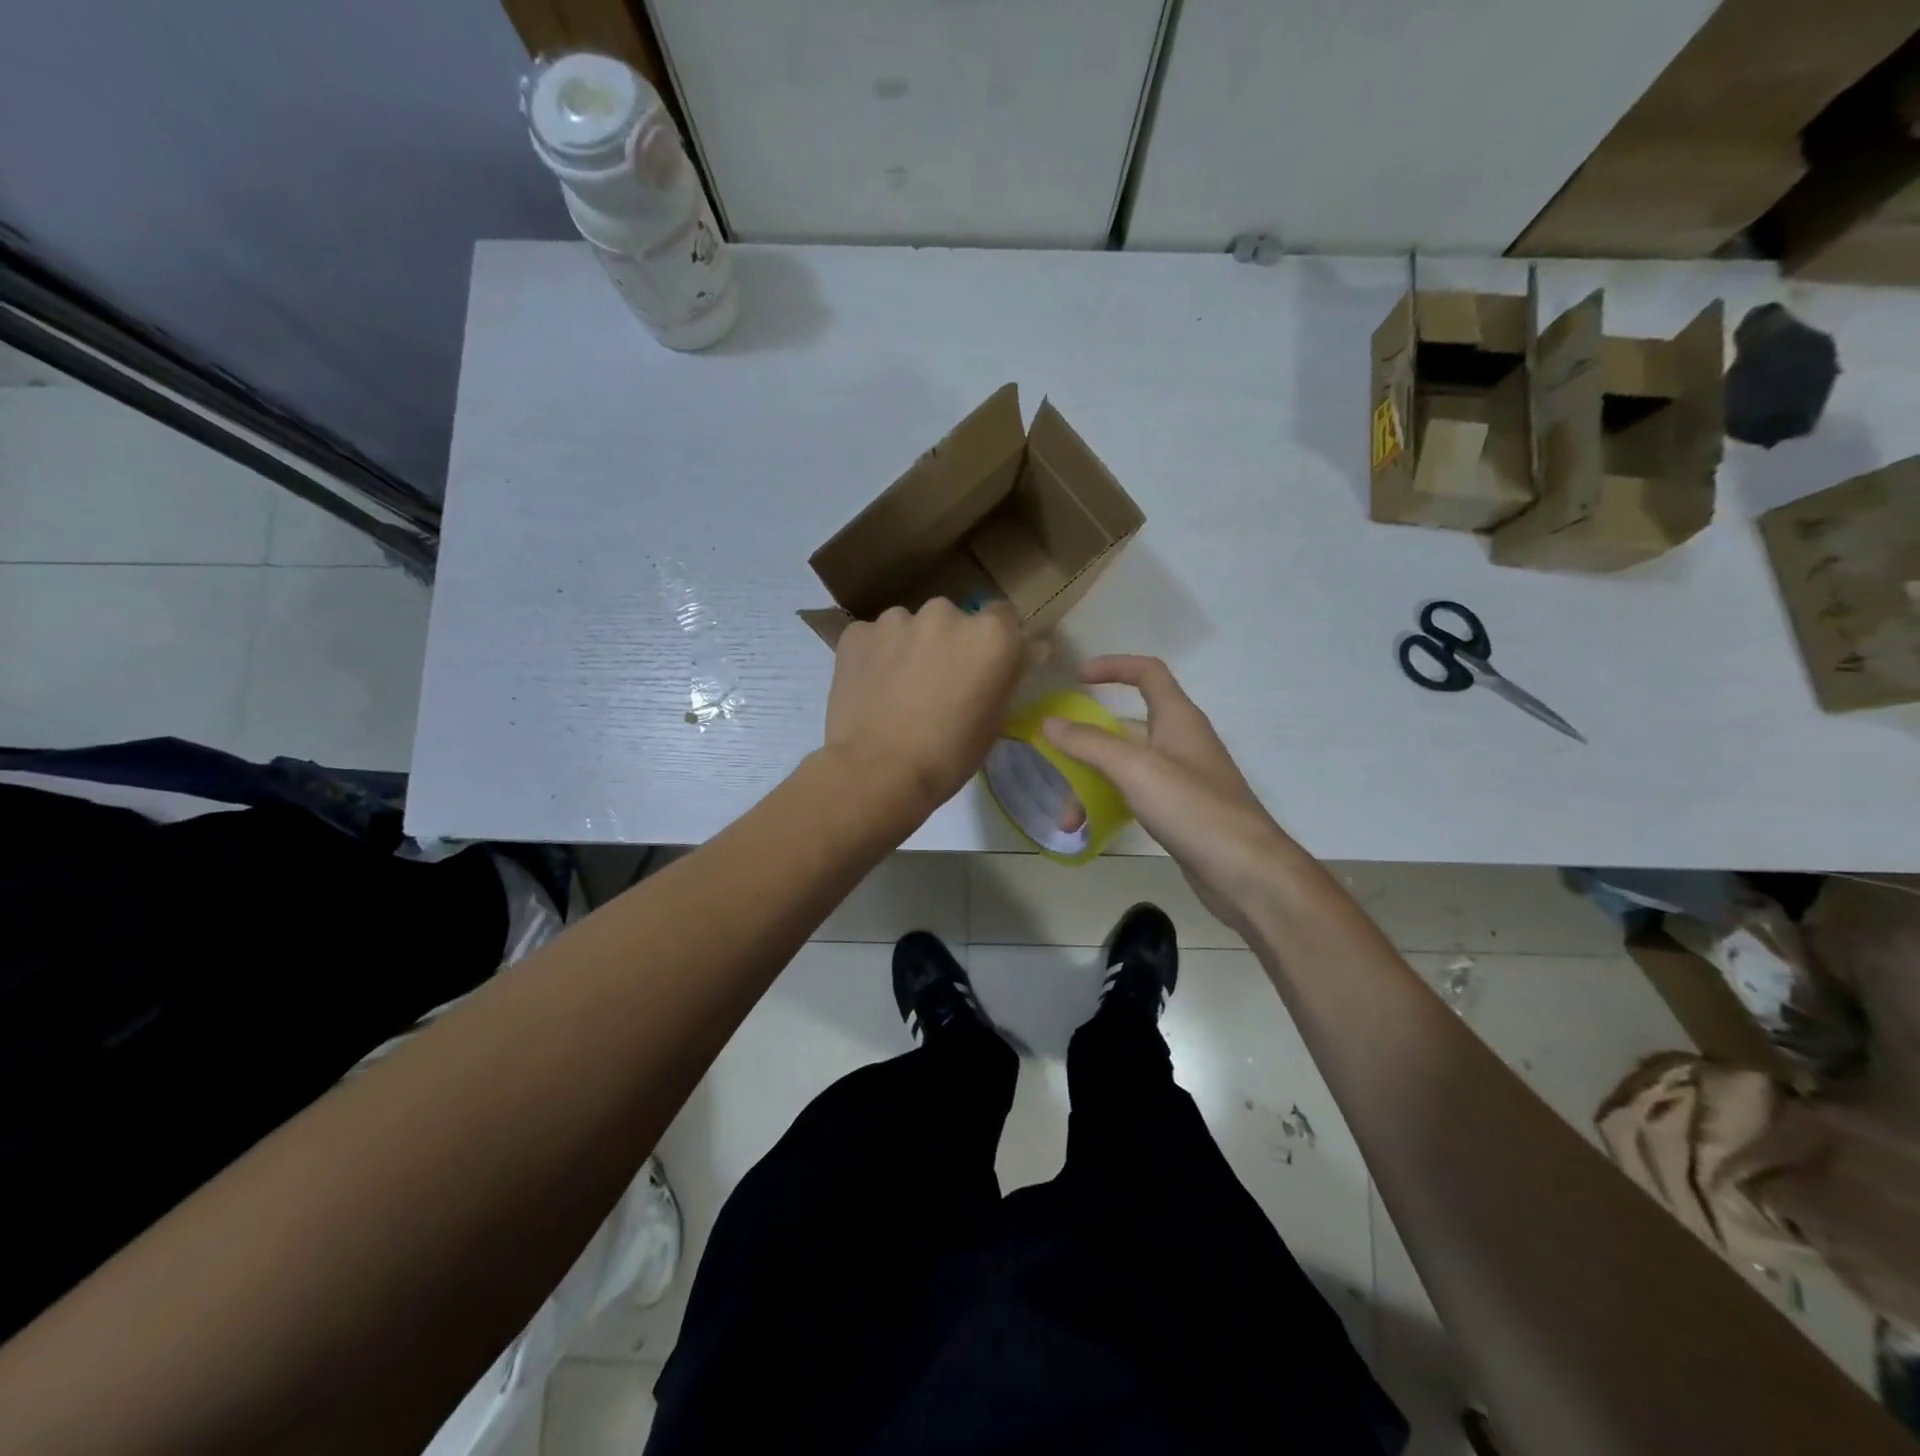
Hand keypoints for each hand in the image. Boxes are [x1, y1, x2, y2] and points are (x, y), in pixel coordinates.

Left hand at [825, 600, 1036, 821]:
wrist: (877, 773)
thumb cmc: (949, 755)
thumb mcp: (995, 719)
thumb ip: (1011, 674)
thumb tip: (1031, 648)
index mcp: (989, 634)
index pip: (1004, 616)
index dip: (996, 641)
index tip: (986, 666)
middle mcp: (945, 613)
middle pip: (954, 619)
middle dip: (950, 643)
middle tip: (940, 684)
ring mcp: (896, 620)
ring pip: (910, 627)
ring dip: (911, 647)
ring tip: (900, 690)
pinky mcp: (857, 633)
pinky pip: (875, 638)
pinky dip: (876, 656)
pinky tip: (872, 689)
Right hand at [1042, 656, 1290, 934]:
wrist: (1246, 872)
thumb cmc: (1193, 809)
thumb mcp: (1136, 770)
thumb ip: (1090, 743)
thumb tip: (1049, 722)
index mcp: (1178, 718)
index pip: (1147, 673)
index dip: (1112, 667)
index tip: (1075, 678)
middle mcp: (1179, 741)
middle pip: (1124, 728)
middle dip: (1085, 745)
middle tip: (1053, 763)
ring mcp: (1180, 778)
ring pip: (1124, 767)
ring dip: (1091, 785)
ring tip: (1067, 821)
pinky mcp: (1178, 810)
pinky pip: (1133, 794)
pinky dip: (1108, 804)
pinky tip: (1089, 829)